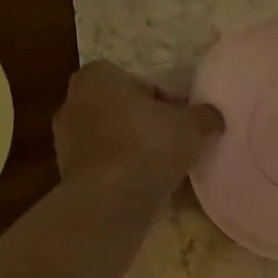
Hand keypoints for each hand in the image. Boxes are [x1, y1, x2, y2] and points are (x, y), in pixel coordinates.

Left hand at [54, 61, 223, 188]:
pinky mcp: (66, 173)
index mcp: (98, 75)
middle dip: (147, 126)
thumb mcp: (192, 125)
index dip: (169, 103)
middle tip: (175, 146)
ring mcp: (65, 140)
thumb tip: (212, 118)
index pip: (142, 84)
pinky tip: (143, 188)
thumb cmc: (147, 146)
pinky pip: (104, 166)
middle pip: (124, 111)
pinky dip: (121, 173)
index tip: (184, 124)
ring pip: (113, 140)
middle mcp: (73, 101)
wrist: (108, 202)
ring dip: (134, 151)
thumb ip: (205, 115)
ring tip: (162, 171)